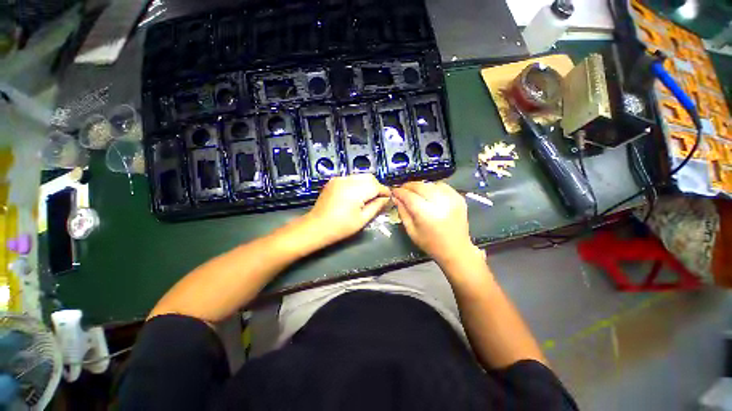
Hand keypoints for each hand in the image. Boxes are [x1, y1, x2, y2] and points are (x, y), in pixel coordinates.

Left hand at [306, 174, 390, 244]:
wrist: (316, 226)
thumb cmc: (340, 227)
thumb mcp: (362, 219)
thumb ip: (377, 206)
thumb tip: (386, 199)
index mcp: (356, 190)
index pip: (377, 185)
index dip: (385, 191)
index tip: (388, 198)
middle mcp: (348, 180)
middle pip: (369, 177)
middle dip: (376, 186)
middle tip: (378, 199)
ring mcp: (339, 179)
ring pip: (360, 176)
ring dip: (367, 184)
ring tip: (367, 198)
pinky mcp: (334, 180)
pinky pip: (351, 178)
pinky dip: (357, 184)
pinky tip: (355, 195)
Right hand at [393, 182, 475, 266]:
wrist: (456, 250)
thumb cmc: (430, 244)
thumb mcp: (411, 231)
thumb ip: (402, 212)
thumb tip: (396, 198)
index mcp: (426, 214)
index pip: (409, 196)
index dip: (399, 192)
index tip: (393, 191)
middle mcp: (440, 203)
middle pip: (420, 186)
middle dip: (408, 186)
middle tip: (402, 190)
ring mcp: (451, 199)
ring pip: (430, 184)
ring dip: (420, 186)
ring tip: (414, 192)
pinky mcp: (458, 198)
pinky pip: (442, 185)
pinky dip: (432, 187)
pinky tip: (428, 193)